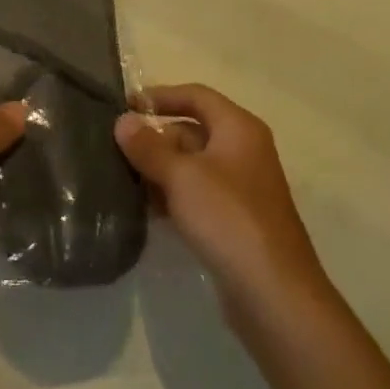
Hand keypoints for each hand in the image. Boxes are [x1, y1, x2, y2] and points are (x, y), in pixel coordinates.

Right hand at [114, 84, 327, 312]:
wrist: (273, 293)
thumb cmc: (228, 219)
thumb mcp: (181, 176)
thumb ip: (148, 146)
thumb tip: (122, 120)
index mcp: (239, 129)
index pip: (196, 96)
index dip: (160, 96)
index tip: (125, 106)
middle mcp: (243, 151)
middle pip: (192, 130)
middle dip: (155, 138)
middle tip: (116, 150)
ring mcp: (241, 187)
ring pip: (191, 165)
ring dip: (159, 169)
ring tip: (122, 179)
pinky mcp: (234, 219)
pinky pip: (196, 194)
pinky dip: (172, 195)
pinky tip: (146, 209)